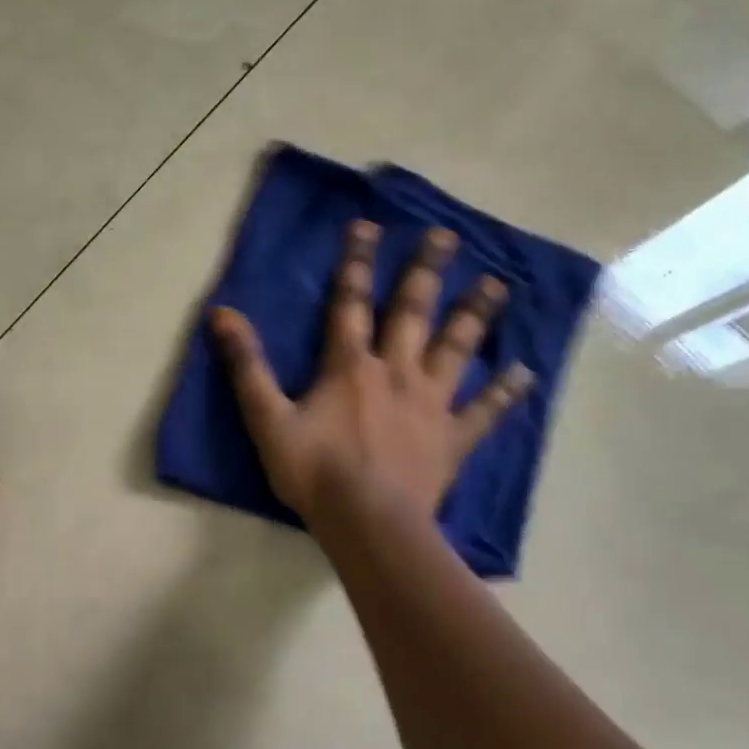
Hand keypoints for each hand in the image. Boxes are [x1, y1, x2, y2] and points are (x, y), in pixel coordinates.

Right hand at [210, 219, 531, 525]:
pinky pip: (485, 412)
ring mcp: (430, 404)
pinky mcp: (452, 438)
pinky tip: (525, 373)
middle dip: (426, 272)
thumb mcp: (267, 419)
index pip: (350, 304)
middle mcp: (397, 373)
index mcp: (351, 367)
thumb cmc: (314, 472)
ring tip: (497, 284)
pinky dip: (505, 393)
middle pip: (413, 313)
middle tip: (446, 235)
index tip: (368, 226)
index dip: (356, 264)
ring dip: (475, 315)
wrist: (368, 522)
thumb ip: (247, 366)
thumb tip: (222, 314)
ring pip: (456, 349)